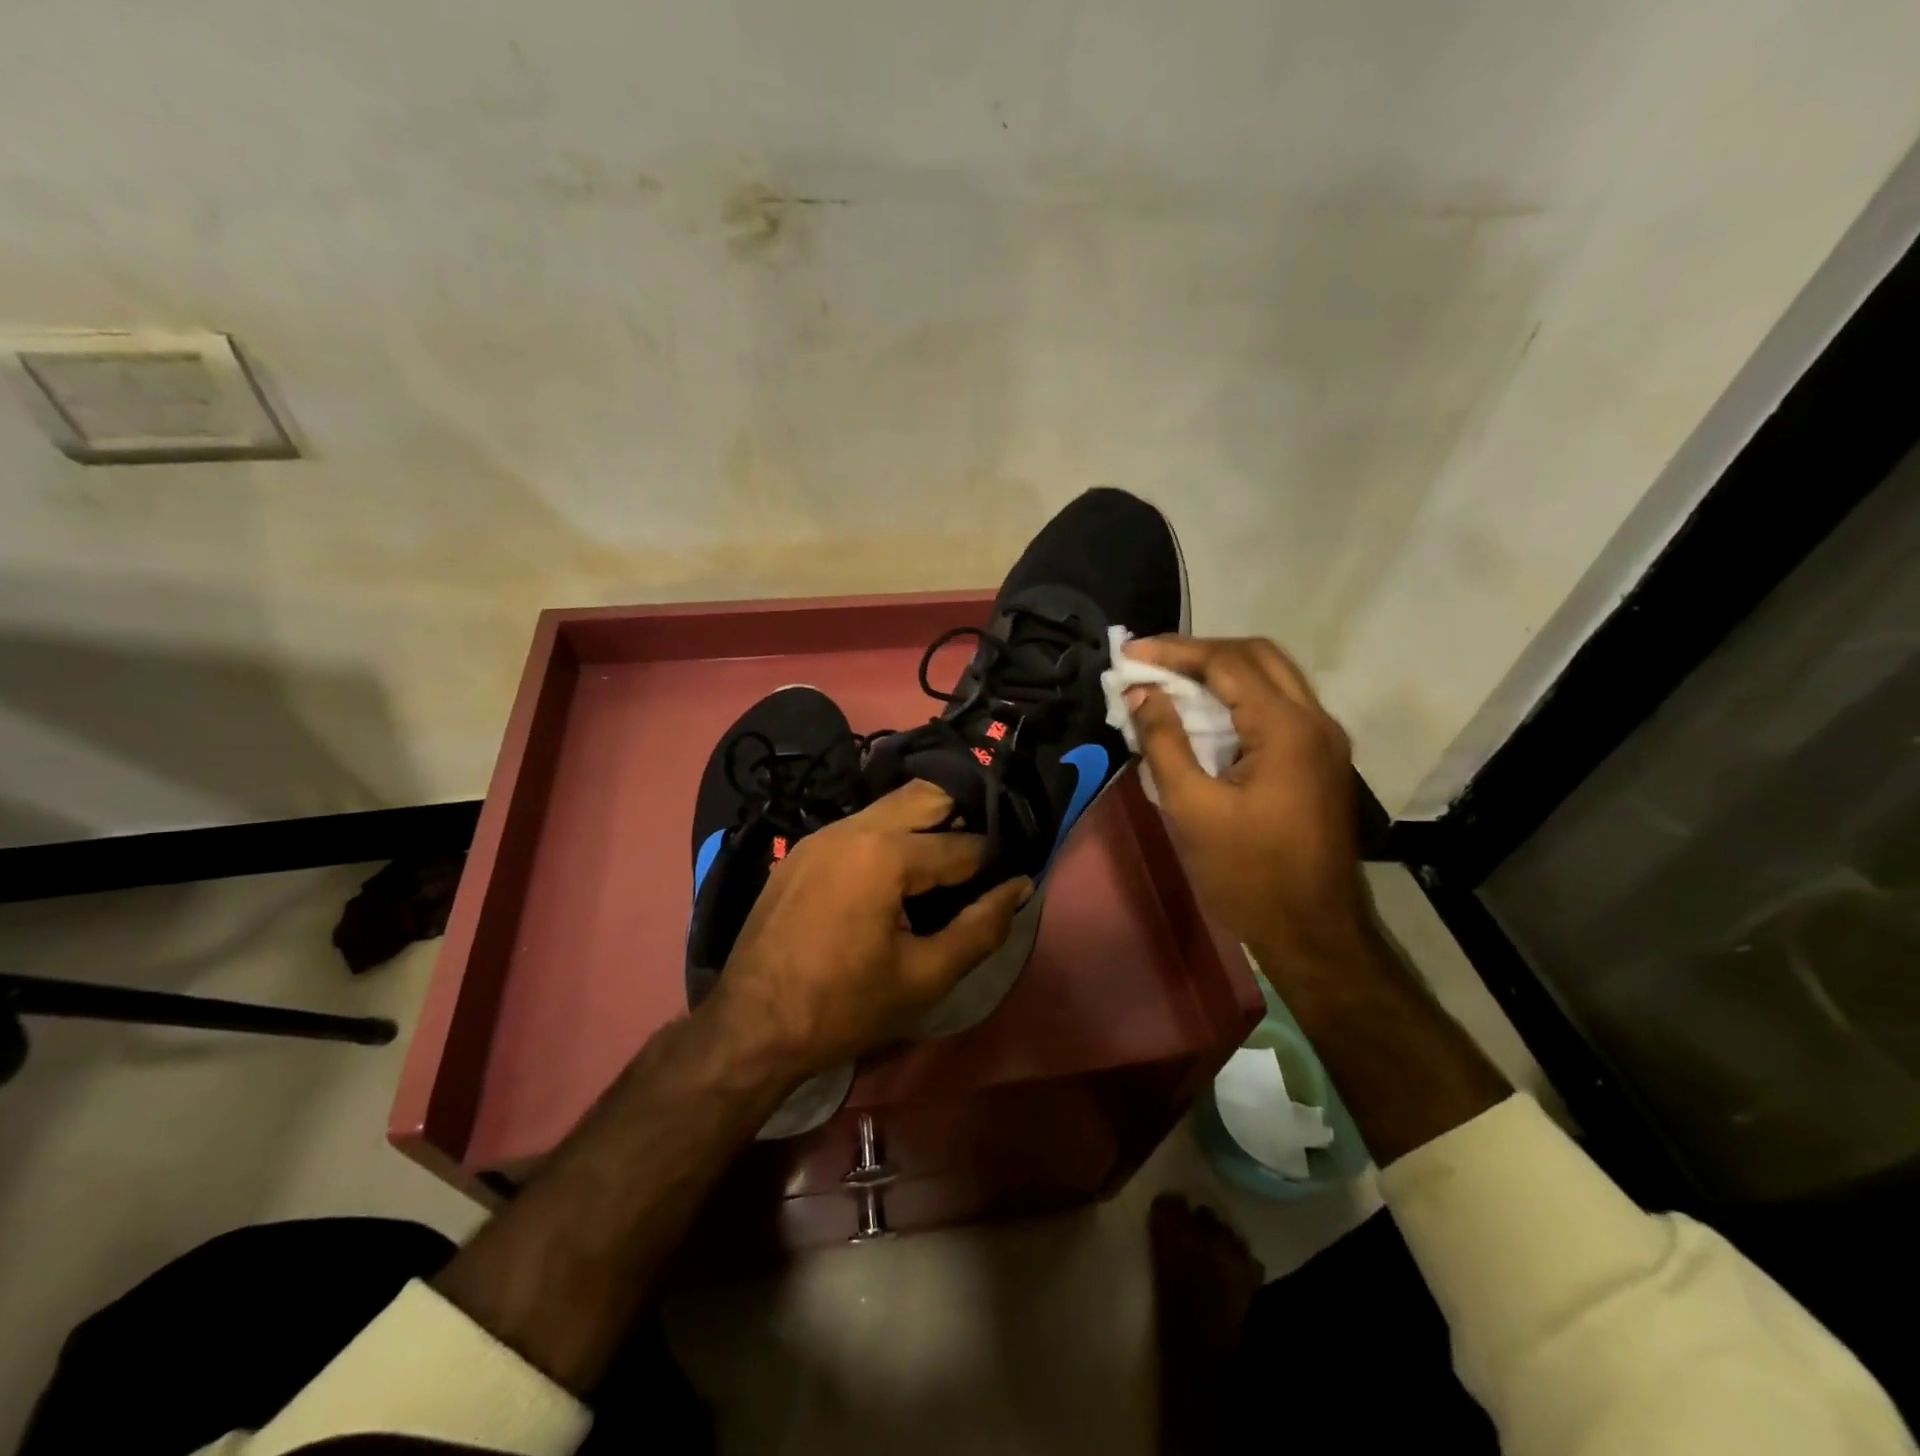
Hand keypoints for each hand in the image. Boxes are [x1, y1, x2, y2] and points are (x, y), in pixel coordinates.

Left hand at [710, 779, 1031, 1074]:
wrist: (750, 1027)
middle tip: (982, 853)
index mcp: (885, 854)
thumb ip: (980, 928)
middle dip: (961, 814)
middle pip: (924, 795)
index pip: (960, 844)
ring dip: (924, 823)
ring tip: (945, 861)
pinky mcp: (802, 850)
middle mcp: (853, 827)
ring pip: (889, 807)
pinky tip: (897, 872)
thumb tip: (1019, 886)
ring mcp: (821, 835)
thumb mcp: (924, 977)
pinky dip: (889, 836)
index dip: (992, 859)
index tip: (1011, 871)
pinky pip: (859, 826)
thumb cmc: (844, 1007)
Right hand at [1124, 636, 1374, 964]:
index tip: (1129, 653)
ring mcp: (1324, 741)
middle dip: (1200, 651)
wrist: (1313, 932)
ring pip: (1272, 678)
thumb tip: (1140, 693)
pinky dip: (1238, 698)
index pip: (1228, 663)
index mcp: (1287, 729)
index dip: (1175, 652)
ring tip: (1169, 680)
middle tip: (1151, 662)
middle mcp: (1316, 721)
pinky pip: (1278, 707)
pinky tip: (1204, 714)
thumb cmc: (1246, 874)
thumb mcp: (1191, 808)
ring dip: (1221, 671)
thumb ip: (1164, 741)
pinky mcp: (1320, 760)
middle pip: (1258, 656)